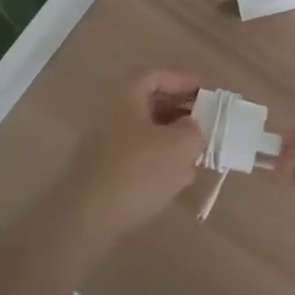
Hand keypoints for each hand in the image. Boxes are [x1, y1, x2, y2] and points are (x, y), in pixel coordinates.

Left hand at [62, 70, 205, 235]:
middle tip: (204, 123)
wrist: (88, 218)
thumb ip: (193, 130)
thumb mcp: (179, 146)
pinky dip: (158, 163)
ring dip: (171, 141)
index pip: (156, 76)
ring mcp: (104, 147)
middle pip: (150, 105)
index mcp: (126, 99)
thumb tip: (190, 128)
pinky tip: (176, 181)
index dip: (183, 80)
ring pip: (145, 134)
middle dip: (180, 113)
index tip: (206, 92)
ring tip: (196, 154)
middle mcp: (111, 117)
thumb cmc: (137, 171)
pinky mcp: (103, 174)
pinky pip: (136, 159)